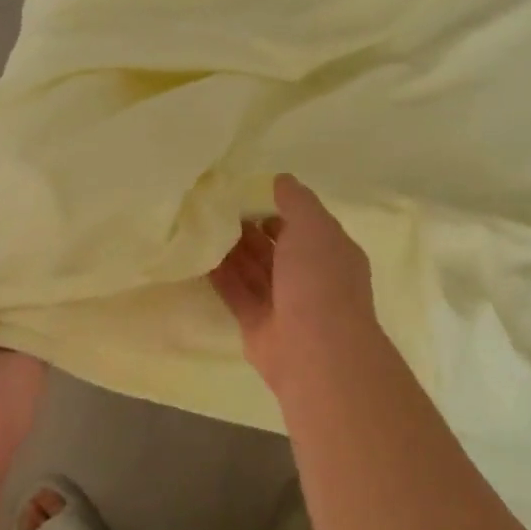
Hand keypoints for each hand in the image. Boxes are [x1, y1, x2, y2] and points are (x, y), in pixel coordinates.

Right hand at [210, 174, 381, 395]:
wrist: (314, 349)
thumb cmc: (319, 280)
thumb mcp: (313, 227)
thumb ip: (296, 201)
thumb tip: (281, 179)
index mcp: (330, 253)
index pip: (304, 226)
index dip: (279, 210)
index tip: (247, 195)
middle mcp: (309, 278)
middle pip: (276, 249)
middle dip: (251, 230)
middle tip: (217, 210)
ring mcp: (284, 303)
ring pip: (255, 271)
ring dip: (233, 251)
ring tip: (204, 228)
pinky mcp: (258, 324)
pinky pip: (237, 294)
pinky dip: (221, 277)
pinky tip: (200, 257)